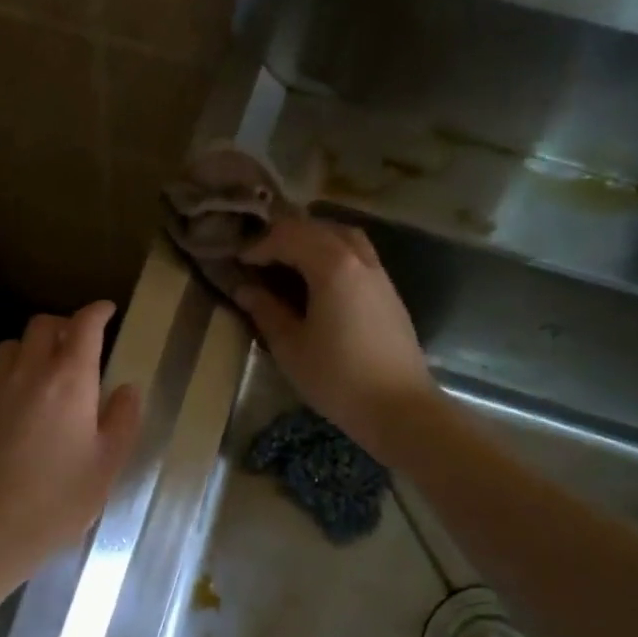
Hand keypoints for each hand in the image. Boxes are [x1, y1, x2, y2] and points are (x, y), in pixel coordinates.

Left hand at [0, 301, 142, 577]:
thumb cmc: (60, 498)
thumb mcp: (108, 463)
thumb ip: (122, 420)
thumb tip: (126, 389)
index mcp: (71, 379)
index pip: (84, 325)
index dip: (97, 312)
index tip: (106, 311)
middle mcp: (30, 370)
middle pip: (43, 325)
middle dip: (62, 326)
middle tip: (74, 346)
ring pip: (10, 346)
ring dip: (29, 350)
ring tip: (38, 373)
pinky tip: (3, 399)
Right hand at [234, 218, 435, 463]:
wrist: (399, 408)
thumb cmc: (337, 378)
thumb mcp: (290, 347)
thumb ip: (266, 311)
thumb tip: (244, 289)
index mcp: (332, 267)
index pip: (289, 237)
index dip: (259, 246)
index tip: (238, 263)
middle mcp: (359, 259)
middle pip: (317, 228)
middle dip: (284, 235)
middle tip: (258, 257)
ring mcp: (379, 274)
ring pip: (343, 236)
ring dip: (312, 238)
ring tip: (288, 259)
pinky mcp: (388, 292)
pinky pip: (358, 254)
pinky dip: (332, 252)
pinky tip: (318, 278)